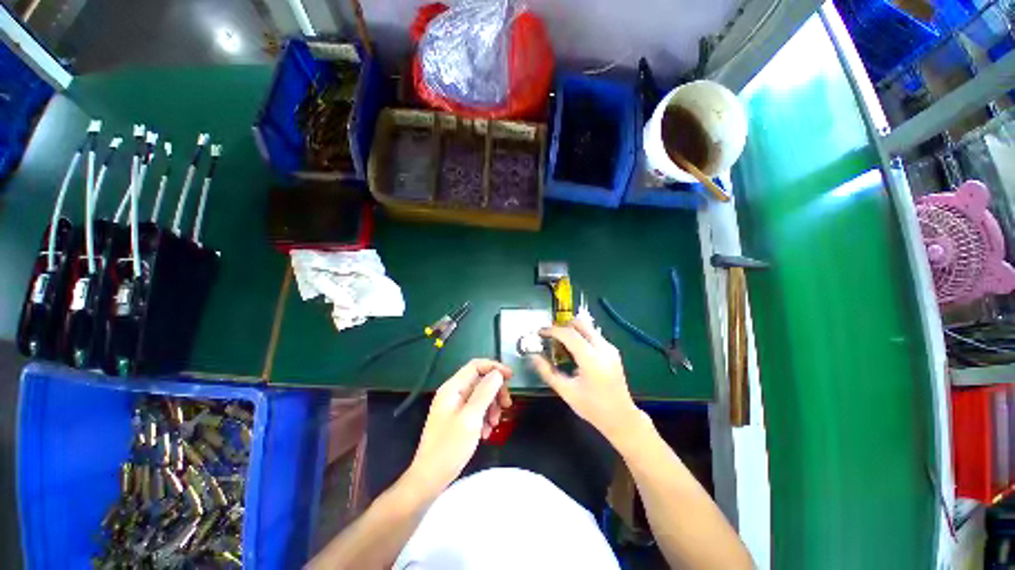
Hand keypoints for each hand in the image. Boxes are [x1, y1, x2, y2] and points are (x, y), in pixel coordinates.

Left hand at [406, 359, 512, 495]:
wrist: (430, 478)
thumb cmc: (449, 447)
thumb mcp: (471, 418)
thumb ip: (485, 392)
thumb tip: (497, 373)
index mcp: (453, 388)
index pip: (476, 366)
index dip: (494, 367)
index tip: (511, 377)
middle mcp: (453, 393)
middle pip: (480, 381)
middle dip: (495, 391)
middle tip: (507, 406)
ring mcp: (455, 406)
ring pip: (481, 396)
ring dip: (492, 407)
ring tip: (494, 424)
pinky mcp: (458, 418)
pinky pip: (476, 409)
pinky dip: (485, 417)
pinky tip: (486, 432)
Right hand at [531, 320, 642, 444]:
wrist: (622, 418)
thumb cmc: (592, 408)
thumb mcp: (566, 392)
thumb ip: (548, 372)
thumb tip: (533, 356)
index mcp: (592, 360)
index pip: (569, 334)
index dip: (552, 331)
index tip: (539, 333)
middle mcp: (603, 349)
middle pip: (580, 324)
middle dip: (562, 326)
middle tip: (550, 335)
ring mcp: (610, 348)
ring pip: (587, 327)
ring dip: (572, 330)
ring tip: (560, 343)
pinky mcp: (613, 351)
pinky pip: (593, 335)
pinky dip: (580, 336)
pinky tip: (573, 350)